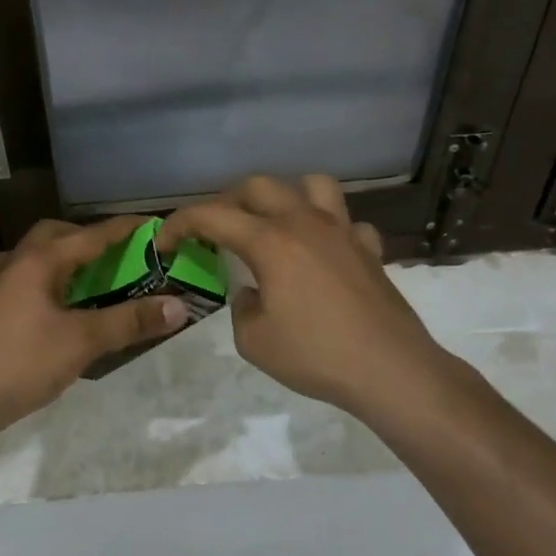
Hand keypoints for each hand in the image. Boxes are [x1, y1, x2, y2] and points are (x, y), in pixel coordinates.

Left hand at [0, 217, 190, 431]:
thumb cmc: (26, 361)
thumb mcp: (85, 340)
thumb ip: (130, 321)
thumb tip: (179, 306)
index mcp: (40, 260)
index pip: (91, 235)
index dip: (124, 230)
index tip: (154, 226)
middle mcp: (17, 263)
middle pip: (55, 235)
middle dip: (87, 238)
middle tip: (116, 255)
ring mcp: (0, 285)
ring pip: (36, 255)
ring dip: (64, 258)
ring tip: (91, 277)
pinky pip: (25, 277)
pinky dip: (48, 279)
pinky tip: (58, 303)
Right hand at [158, 175, 457, 416]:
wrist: (390, 370)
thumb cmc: (315, 355)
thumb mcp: (253, 341)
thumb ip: (242, 307)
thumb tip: (253, 292)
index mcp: (270, 241)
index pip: (212, 216)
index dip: (180, 223)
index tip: (165, 242)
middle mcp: (304, 223)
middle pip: (258, 186)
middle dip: (227, 201)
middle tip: (215, 229)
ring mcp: (342, 232)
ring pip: (311, 185)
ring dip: (285, 196)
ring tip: (274, 222)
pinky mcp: (369, 249)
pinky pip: (346, 222)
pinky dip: (329, 229)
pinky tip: (323, 252)